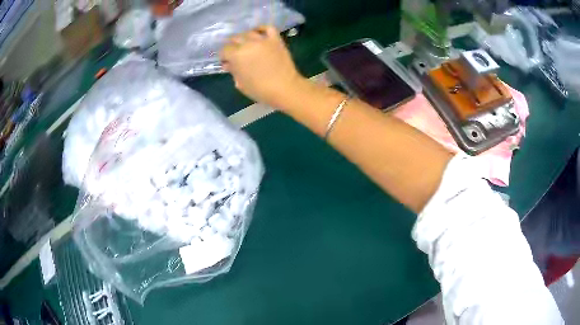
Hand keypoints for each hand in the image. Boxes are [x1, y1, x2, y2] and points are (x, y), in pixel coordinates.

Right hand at [220, 26, 305, 108]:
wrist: (285, 88)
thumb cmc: (260, 90)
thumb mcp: (241, 83)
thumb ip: (233, 71)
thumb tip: (228, 64)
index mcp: (237, 55)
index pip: (224, 50)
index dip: (224, 56)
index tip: (226, 61)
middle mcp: (248, 44)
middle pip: (235, 38)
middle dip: (232, 46)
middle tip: (235, 53)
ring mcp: (263, 40)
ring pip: (249, 32)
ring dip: (244, 38)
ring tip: (245, 44)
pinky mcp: (275, 39)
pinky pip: (267, 28)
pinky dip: (261, 29)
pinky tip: (258, 33)